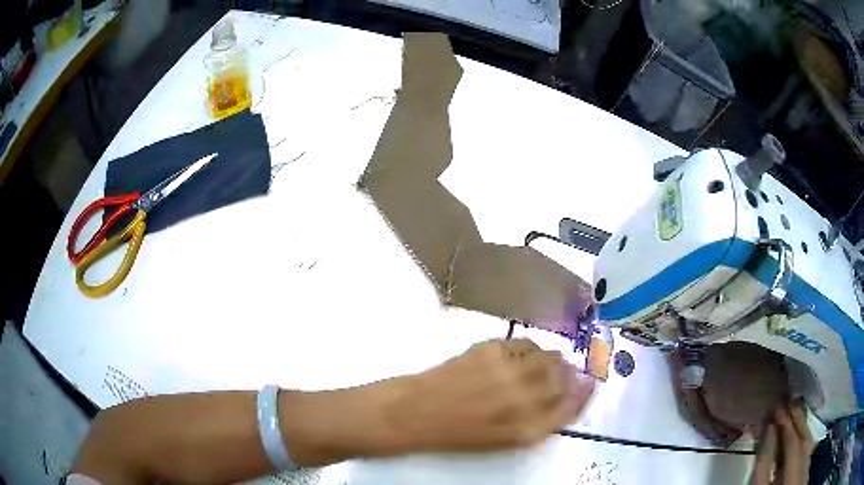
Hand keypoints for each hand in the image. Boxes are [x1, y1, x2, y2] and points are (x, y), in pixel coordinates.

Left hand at [386, 338, 595, 451]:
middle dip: (569, 374)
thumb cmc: (460, 434)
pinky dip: (530, 349)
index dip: (583, 394)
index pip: (573, 406)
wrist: (417, 412)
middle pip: (566, 378)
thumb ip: (542, 422)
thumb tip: (570, 396)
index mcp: (529, 429)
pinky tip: (520, 356)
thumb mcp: (506, 440)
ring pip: (550, 356)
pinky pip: (526, 343)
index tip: (587, 385)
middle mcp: (525, 399)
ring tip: (540, 364)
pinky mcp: (492, 349)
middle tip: (562, 374)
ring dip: (551, 360)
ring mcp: (509, 372)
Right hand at [750, 399, 814, 484]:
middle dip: (796, 420)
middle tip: (790, 397)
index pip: (792, 445)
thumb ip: (764, 465)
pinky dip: (806, 438)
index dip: (785, 426)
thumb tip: (769, 430)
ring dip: (802, 426)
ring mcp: (805, 472)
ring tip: (798, 408)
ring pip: (809, 444)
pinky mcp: (804, 474)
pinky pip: (809, 450)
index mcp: (792, 477)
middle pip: (803, 441)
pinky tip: (803, 432)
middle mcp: (803, 470)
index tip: (776, 408)